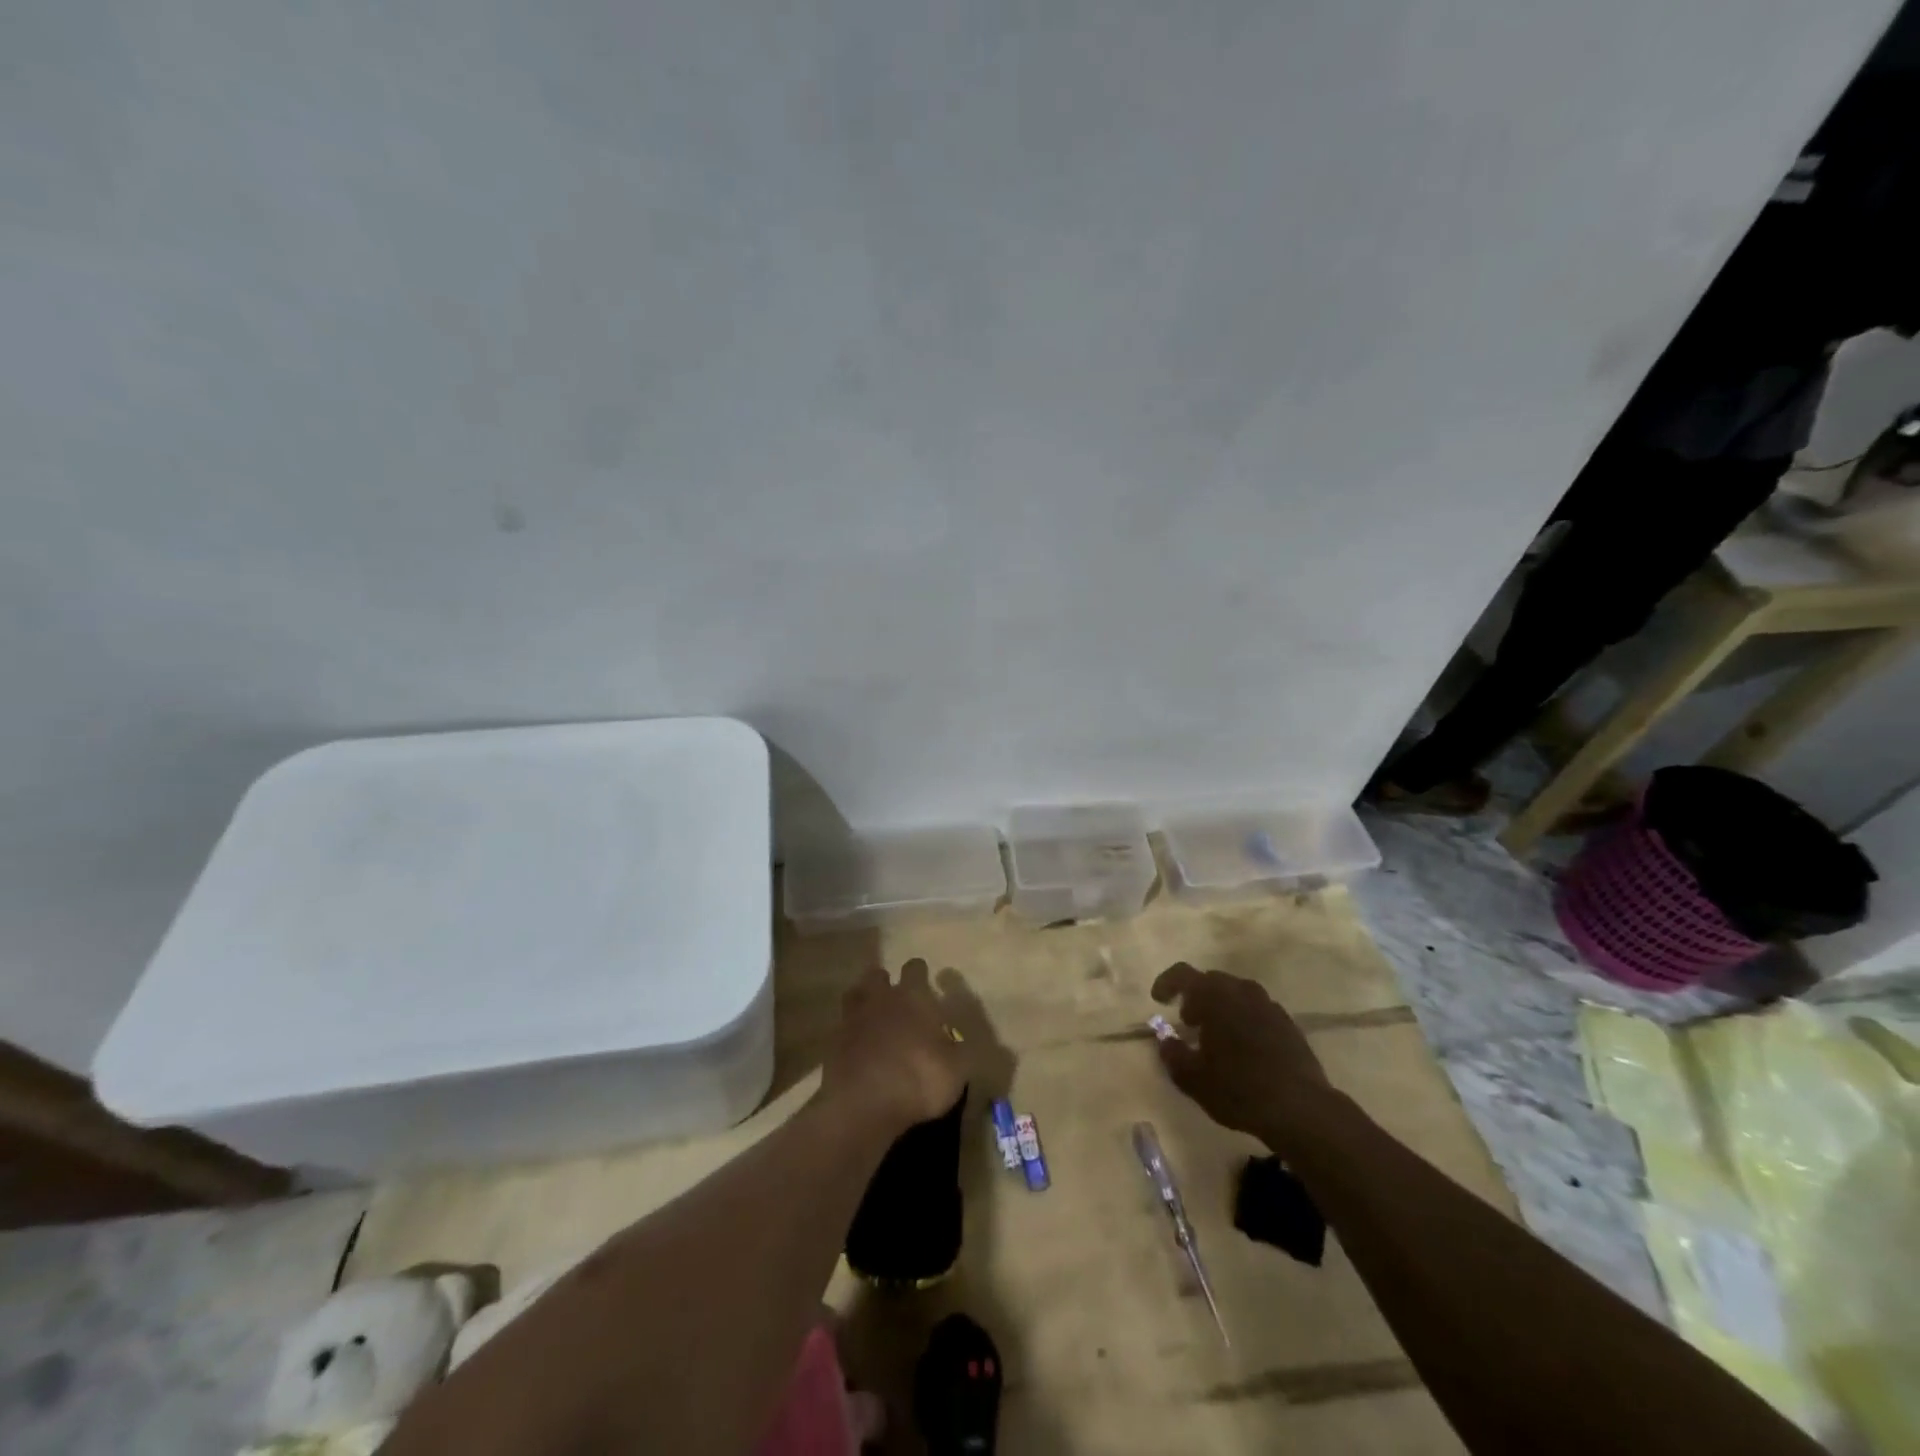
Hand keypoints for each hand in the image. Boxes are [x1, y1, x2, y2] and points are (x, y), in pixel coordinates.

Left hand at [822, 959, 966, 1132]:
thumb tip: (957, 1044)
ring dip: (863, 1001)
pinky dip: (850, 1032)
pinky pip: (842, 1027)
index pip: (915, 969)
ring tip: (873, 1016)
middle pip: (878, 975)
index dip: (920, 973)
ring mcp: (853, 1018)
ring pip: (855, 995)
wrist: (864, 1105)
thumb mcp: (956, 1070)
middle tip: (895, 999)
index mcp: (913, 997)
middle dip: (885, 982)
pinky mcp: (833, 1043)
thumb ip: (958, 1051)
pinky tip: (858, 1047)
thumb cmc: (918, 1080)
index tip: (925, 982)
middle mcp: (881, 999)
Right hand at [1151, 964, 1333, 1149]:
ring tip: (1216, 1036)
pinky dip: (1244, 1020)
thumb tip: (1166, 1041)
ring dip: (1222, 1008)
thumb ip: (1172, 1054)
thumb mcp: (1192, 1079)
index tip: (1158, 1000)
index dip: (1166, 983)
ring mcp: (1269, 1006)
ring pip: (1237, 995)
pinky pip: (1258, 1011)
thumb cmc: (1238, 1089)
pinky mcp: (1289, 1025)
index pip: (1182, 974)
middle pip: (1212, 981)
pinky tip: (1244, 1049)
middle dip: (1196, 997)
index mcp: (1214, 996)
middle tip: (1188, 1022)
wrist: (1300, 1109)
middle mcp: (1242, 991)